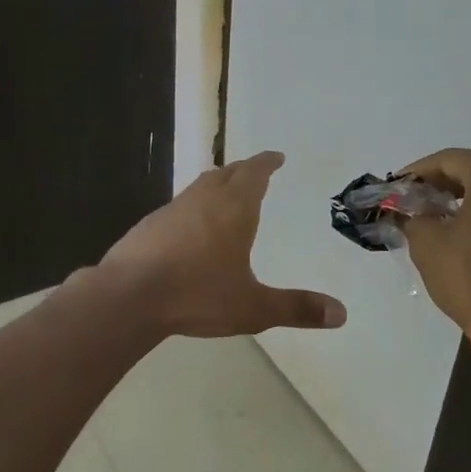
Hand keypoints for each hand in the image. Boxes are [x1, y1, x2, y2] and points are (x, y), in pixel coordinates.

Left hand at [100, 151, 347, 338]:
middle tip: (256, 172)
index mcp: (234, 209)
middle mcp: (203, 200)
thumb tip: (342, 314)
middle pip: (227, 173)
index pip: (254, 174)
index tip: (276, 157)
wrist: (128, 296)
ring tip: (226, 194)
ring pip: (200, 187)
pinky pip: (179, 206)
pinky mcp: (149, 225)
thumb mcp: (253, 307)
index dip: (267, 163)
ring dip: (217, 185)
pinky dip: (193, 207)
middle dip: (244, 170)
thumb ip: (296, 308)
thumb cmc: (198, 294)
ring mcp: (172, 209)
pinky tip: (191, 228)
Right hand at [396, 149, 470, 331]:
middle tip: (414, 201)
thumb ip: (412, 217)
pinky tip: (468, 234)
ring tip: (439, 218)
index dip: (417, 171)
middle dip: (442, 185)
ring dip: (466, 200)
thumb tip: (408, 212)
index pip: (448, 160)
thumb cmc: (470, 275)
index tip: (397, 186)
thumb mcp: (427, 243)